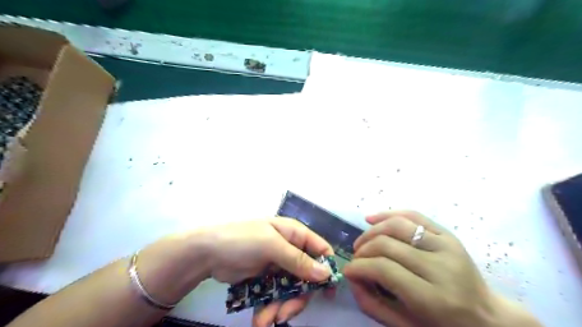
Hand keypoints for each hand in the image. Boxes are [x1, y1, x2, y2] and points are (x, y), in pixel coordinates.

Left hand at [203, 217, 336, 326]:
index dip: (326, 268)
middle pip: (306, 276)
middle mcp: (289, 249)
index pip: (320, 249)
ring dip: (281, 307)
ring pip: (291, 290)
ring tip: (266, 320)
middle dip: (298, 297)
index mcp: (293, 234)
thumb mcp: (271, 245)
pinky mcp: (266, 279)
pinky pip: (276, 296)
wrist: (207, 253)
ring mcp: (277, 265)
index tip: (327, 292)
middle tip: (285, 313)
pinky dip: (270, 308)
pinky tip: (260, 319)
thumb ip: (298, 260)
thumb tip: (326, 273)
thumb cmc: (242, 241)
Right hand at [342, 213, 540, 326]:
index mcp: (434, 298)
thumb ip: (373, 304)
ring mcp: (447, 246)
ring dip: (372, 231)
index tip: (348, 270)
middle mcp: (441, 267)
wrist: (487, 317)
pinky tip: (372, 219)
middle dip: (363, 250)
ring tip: (362, 242)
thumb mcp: (406, 326)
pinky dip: (388, 214)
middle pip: (388, 244)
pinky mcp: (448, 234)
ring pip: (397, 225)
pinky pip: (413, 215)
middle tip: (355, 258)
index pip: (385, 269)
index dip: (360, 267)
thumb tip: (352, 277)